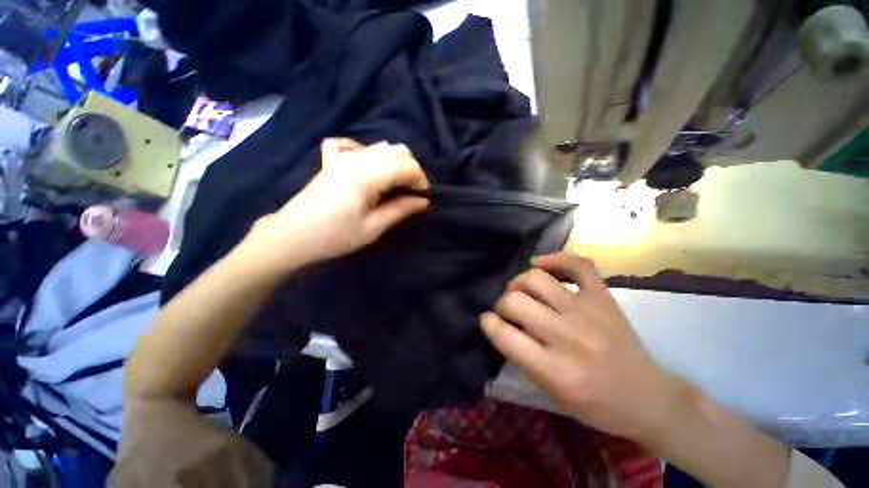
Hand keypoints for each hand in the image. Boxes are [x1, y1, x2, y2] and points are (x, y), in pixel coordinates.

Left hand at [241, 138, 428, 271]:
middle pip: (397, 150)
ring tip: (395, 185)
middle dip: (412, 170)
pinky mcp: (331, 161)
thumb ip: (400, 210)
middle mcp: (357, 158)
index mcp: (368, 175)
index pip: (407, 165)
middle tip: (411, 192)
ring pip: (380, 146)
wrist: (293, 236)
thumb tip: (423, 202)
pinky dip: (366, 152)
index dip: (421, 180)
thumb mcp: (373, 228)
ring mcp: (342, 156)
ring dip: (395, 163)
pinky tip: (367, 166)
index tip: (423, 197)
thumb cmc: (335, 236)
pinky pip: (351, 144)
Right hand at [481, 253, 686, 443]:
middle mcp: (569, 337)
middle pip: (516, 301)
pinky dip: (555, 259)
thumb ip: (522, 356)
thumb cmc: (595, 403)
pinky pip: (577, 264)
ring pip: (537, 279)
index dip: (488, 323)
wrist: (646, 397)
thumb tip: (503, 323)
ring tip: (520, 289)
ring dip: (519, 282)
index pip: (505, 335)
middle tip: (507, 308)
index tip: (487, 320)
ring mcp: (588, 312)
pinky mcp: (603, 297)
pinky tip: (540, 264)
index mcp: (555, 370)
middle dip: (502, 302)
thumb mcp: (550, 391)